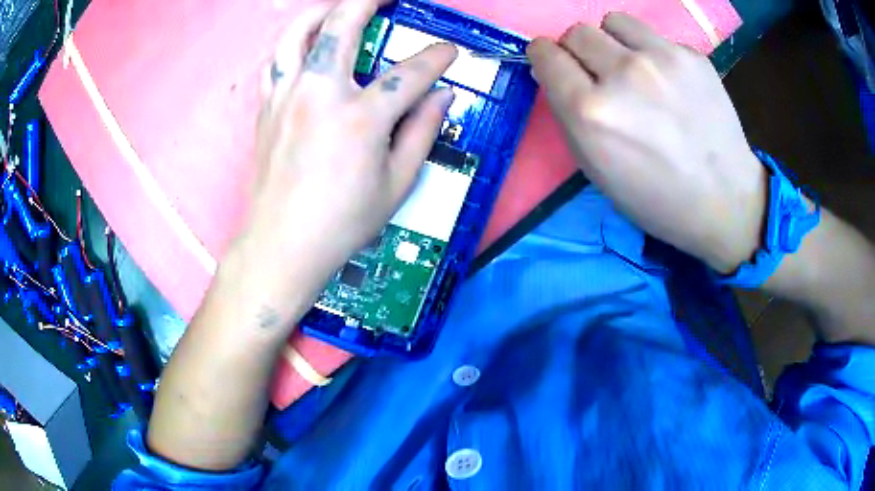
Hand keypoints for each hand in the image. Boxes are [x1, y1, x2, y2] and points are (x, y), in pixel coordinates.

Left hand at [237, 0, 456, 309]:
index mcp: (360, 118)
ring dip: (320, 11)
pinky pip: (276, 62)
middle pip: (342, 25)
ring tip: (336, 6)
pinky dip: (291, 45)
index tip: (450, 52)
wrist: (281, 245)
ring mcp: (286, 96)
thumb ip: (422, 132)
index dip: (437, 58)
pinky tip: (303, 46)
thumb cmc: (342, 222)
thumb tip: (442, 97)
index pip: (411, 73)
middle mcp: (320, 94)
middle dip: (368, 0)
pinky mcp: (266, 108)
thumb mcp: (397, 184)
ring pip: (297, 34)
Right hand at [527, 13, 765, 273]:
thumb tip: (557, 74)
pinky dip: (652, 53)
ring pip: (613, 21)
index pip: (545, 54)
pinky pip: (654, 37)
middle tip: (598, 72)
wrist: (723, 200)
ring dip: (613, 40)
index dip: (545, 57)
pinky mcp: (692, 55)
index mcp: (591, 111)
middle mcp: (622, 74)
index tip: (554, 64)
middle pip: (577, 32)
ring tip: (632, 67)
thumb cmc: (655, 197)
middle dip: (578, 50)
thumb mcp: (596, 169)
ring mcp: (661, 59)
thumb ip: (569, 115)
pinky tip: (669, 81)